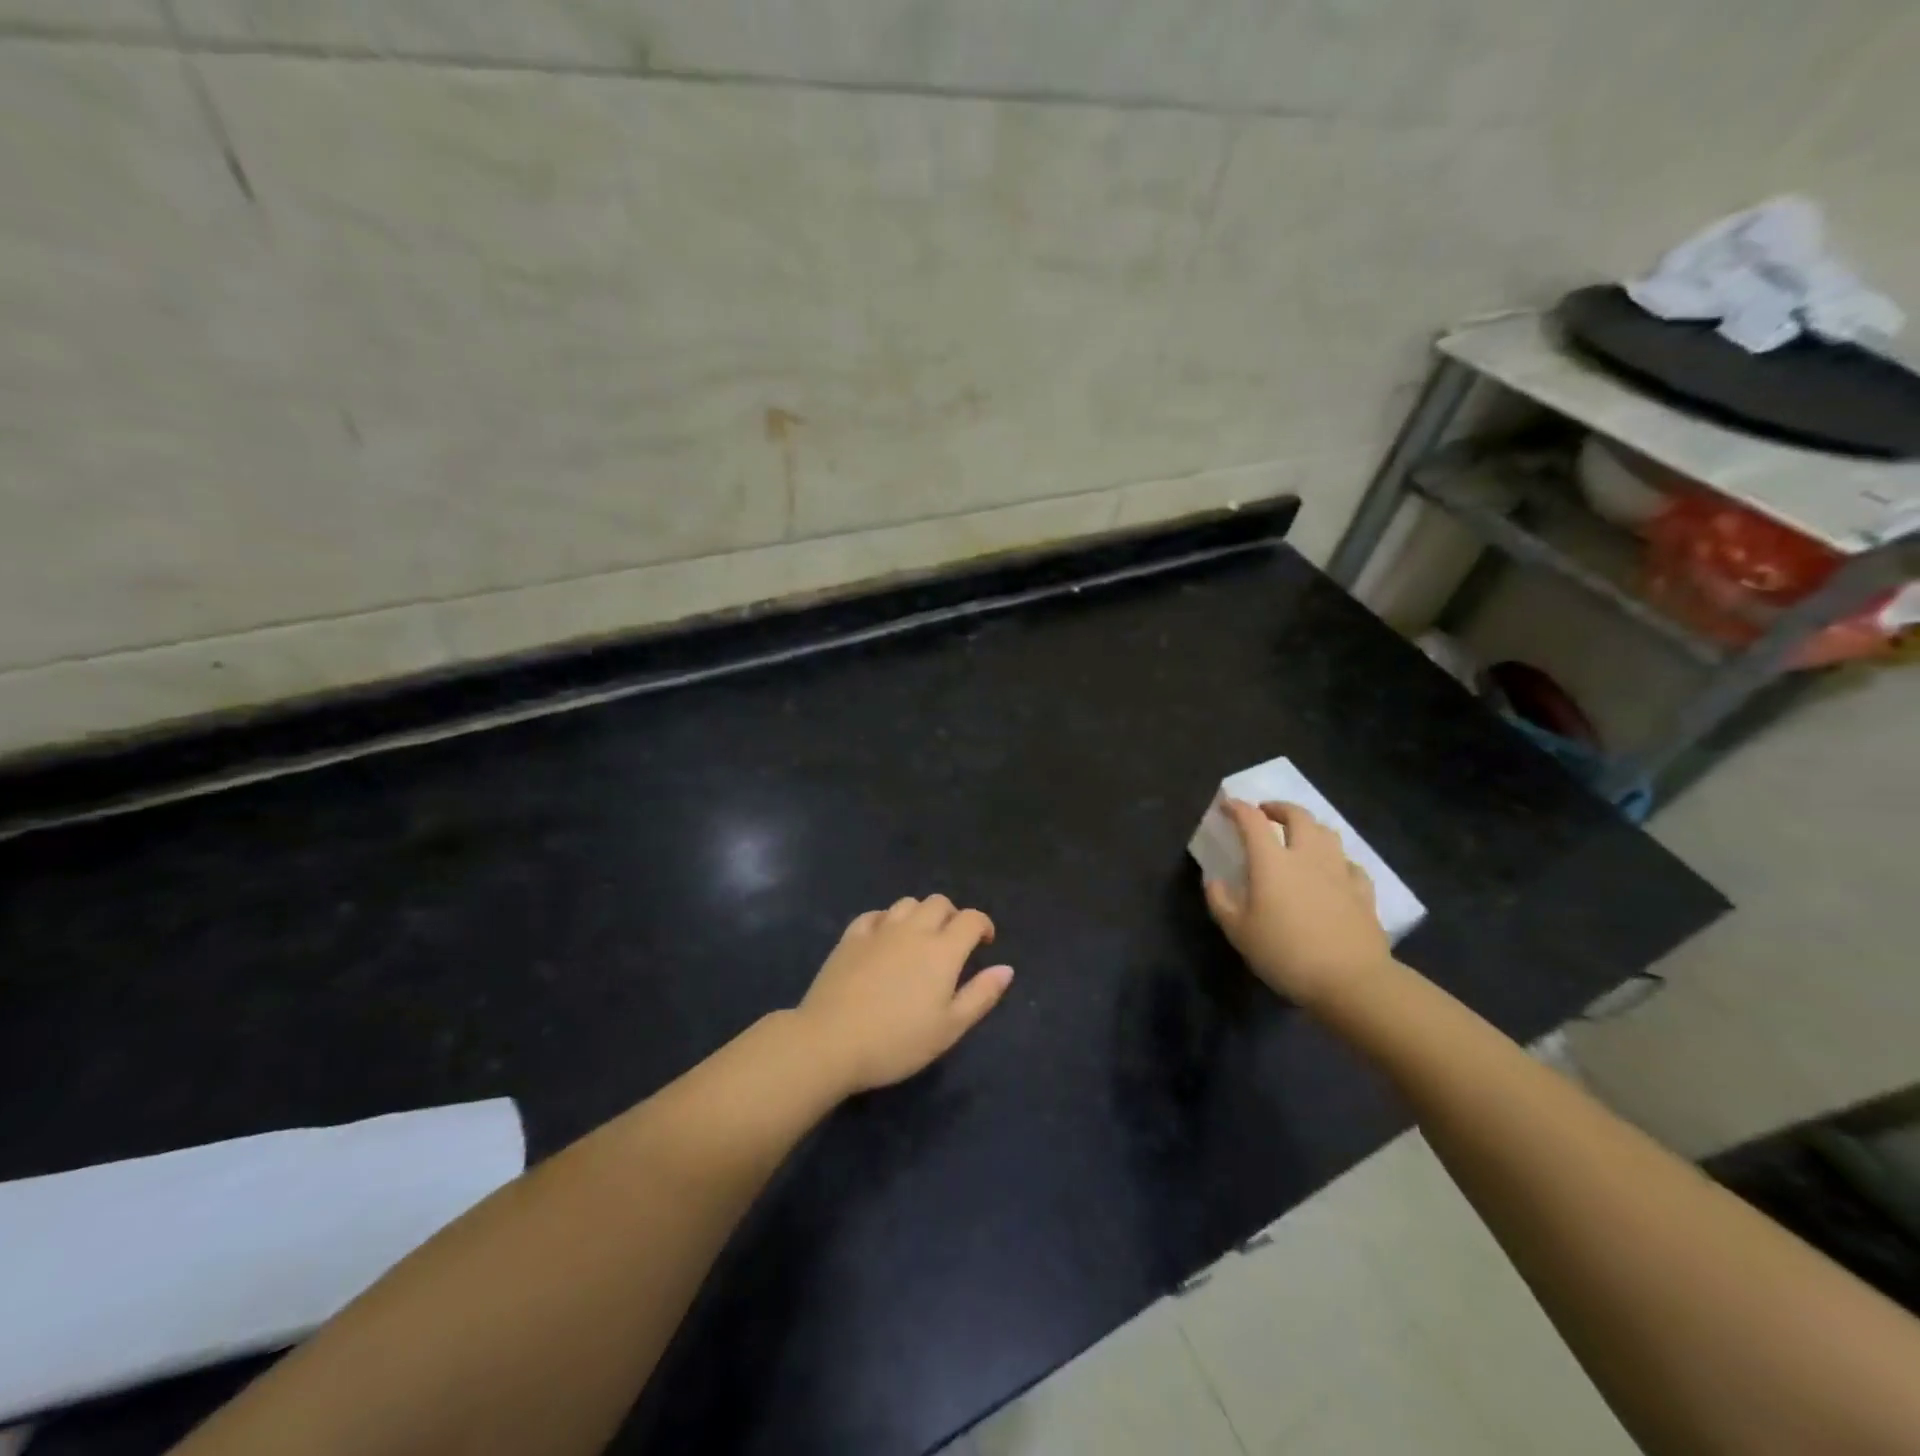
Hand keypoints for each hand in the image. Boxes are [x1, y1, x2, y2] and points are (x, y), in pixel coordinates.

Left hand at [797, 895, 1014, 1093]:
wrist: (831, 1041)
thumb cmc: (897, 1041)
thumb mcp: (949, 1028)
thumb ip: (980, 995)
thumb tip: (1006, 968)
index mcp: (942, 950)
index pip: (971, 919)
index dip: (983, 925)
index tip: (984, 942)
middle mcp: (913, 930)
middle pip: (939, 902)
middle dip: (952, 916)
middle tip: (952, 942)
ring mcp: (879, 930)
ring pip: (907, 903)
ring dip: (920, 914)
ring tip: (919, 939)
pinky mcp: (850, 937)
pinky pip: (874, 915)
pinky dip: (886, 920)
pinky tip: (884, 938)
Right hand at [1203, 799, 1392, 1008]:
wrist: (1351, 981)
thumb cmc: (1286, 953)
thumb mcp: (1239, 932)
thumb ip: (1221, 902)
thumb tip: (1214, 881)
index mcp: (1272, 862)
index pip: (1252, 821)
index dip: (1238, 808)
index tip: (1227, 805)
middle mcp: (1307, 856)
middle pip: (1298, 816)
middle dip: (1279, 808)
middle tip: (1266, 813)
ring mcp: (1340, 872)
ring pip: (1328, 833)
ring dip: (1310, 827)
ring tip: (1299, 836)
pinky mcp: (1363, 892)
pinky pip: (1350, 863)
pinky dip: (1337, 859)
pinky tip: (1333, 870)